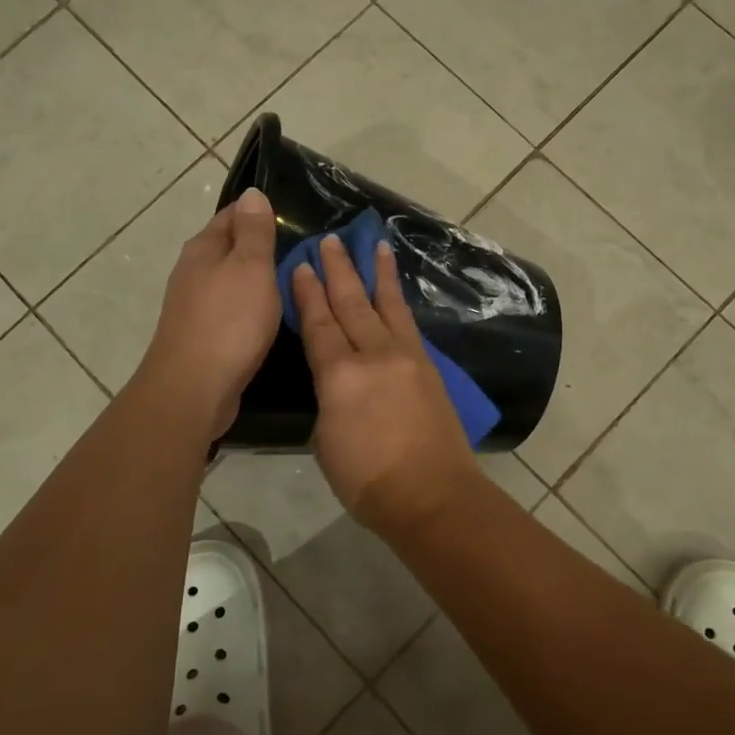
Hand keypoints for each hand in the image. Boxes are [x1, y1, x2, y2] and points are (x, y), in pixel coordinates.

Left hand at [137, 188, 281, 441]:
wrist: (193, 388)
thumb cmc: (229, 321)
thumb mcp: (251, 267)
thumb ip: (254, 231)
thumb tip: (252, 193)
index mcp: (204, 248)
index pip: (233, 215)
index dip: (262, 212)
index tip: (296, 218)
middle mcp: (194, 271)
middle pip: (231, 247)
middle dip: (263, 246)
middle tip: (305, 252)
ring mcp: (195, 305)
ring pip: (232, 280)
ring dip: (258, 279)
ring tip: (295, 283)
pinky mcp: (203, 335)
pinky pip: (232, 309)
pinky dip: (252, 307)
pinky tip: (272, 317)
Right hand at [291, 233, 480, 532]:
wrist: (432, 494)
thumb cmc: (368, 480)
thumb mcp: (326, 440)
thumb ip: (328, 400)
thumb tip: (336, 382)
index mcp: (339, 376)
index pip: (319, 324)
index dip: (308, 294)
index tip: (302, 265)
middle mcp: (374, 355)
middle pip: (352, 303)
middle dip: (339, 270)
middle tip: (330, 240)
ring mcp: (406, 357)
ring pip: (387, 305)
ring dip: (378, 273)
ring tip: (376, 244)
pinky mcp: (428, 367)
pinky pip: (409, 324)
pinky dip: (399, 302)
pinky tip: (396, 292)